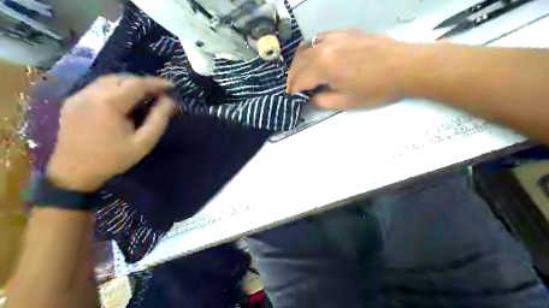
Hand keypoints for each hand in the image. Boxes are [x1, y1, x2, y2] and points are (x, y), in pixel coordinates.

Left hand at [47, 75, 175, 190]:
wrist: (74, 172)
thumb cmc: (113, 159)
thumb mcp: (143, 143)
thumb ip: (158, 120)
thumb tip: (169, 101)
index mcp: (109, 103)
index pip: (137, 84)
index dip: (156, 83)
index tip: (171, 86)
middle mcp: (91, 93)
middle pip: (122, 78)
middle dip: (143, 82)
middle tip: (158, 92)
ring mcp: (79, 96)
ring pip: (108, 80)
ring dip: (129, 84)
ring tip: (143, 95)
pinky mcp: (72, 102)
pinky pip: (97, 87)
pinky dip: (115, 88)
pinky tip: (123, 100)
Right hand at [287, 29, 415, 110]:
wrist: (405, 66)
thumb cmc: (376, 89)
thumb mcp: (346, 102)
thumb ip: (322, 101)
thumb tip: (311, 98)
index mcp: (323, 66)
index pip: (300, 79)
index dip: (293, 90)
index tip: (291, 98)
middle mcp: (324, 48)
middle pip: (299, 62)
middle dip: (292, 77)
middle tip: (292, 88)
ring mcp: (334, 37)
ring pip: (306, 47)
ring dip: (298, 62)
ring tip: (300, 73)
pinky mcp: (345, 32)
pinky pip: (320, 38)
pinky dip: (311, 48)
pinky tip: (315, 56)